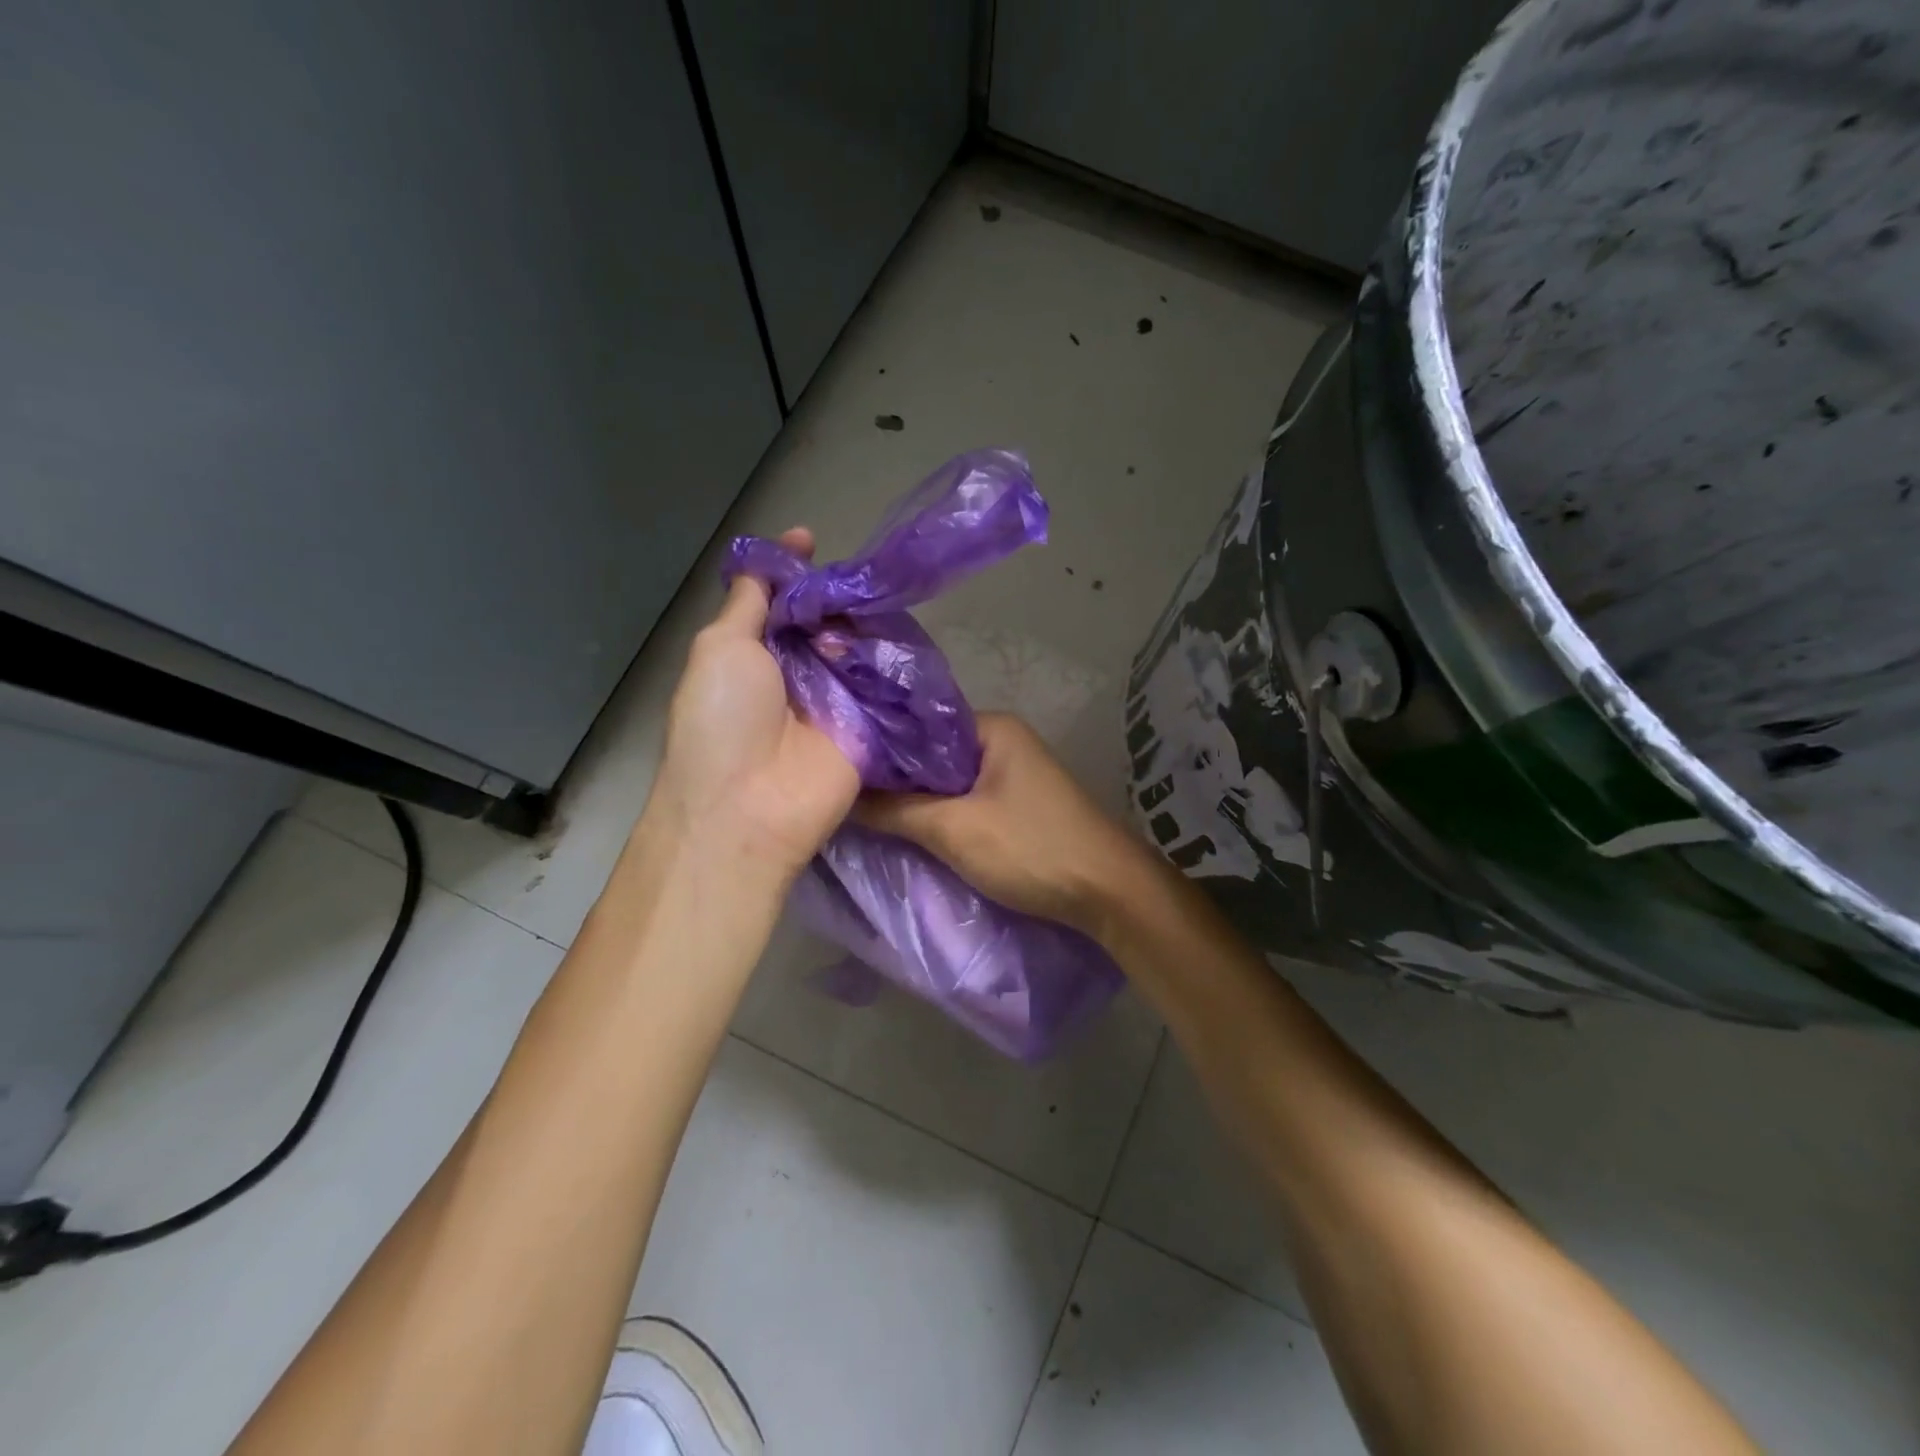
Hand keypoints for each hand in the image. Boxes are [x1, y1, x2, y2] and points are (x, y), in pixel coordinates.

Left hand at [652, 528, 860, 875]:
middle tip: (856, 575)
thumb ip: (747, 604)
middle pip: (822, 618)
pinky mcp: (868, 725)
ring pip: (855, 644)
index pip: (777, 600)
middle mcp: (794, 673)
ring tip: (873, 603)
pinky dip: (890, 656)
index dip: (792, 569)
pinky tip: (900, 631)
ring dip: (861, 622)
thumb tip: (764, 565)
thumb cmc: (722, 721)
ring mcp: (833, 699)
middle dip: (835, 594)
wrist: (752, 807)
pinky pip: (883, 682)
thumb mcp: (720, 648)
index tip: (810, 537)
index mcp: (751, 654)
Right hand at [857, 713, 1156, 938]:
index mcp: (991, 728)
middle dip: (893, 777)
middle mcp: (1001, 742)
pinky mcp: (1015, 806)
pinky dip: (937, 815)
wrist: (1108, 893)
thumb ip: (895, 810)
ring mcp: (1011, 774)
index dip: (878, 745)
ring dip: (913, 800)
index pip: (918, 724)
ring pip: (946, 782)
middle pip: (931, 755)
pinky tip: (905, 830)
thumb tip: (841, 796)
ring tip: (863, 812)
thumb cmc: (1031, 848)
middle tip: (843, 794)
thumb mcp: (954, 829)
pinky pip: (963, 802)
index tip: (837, 767)